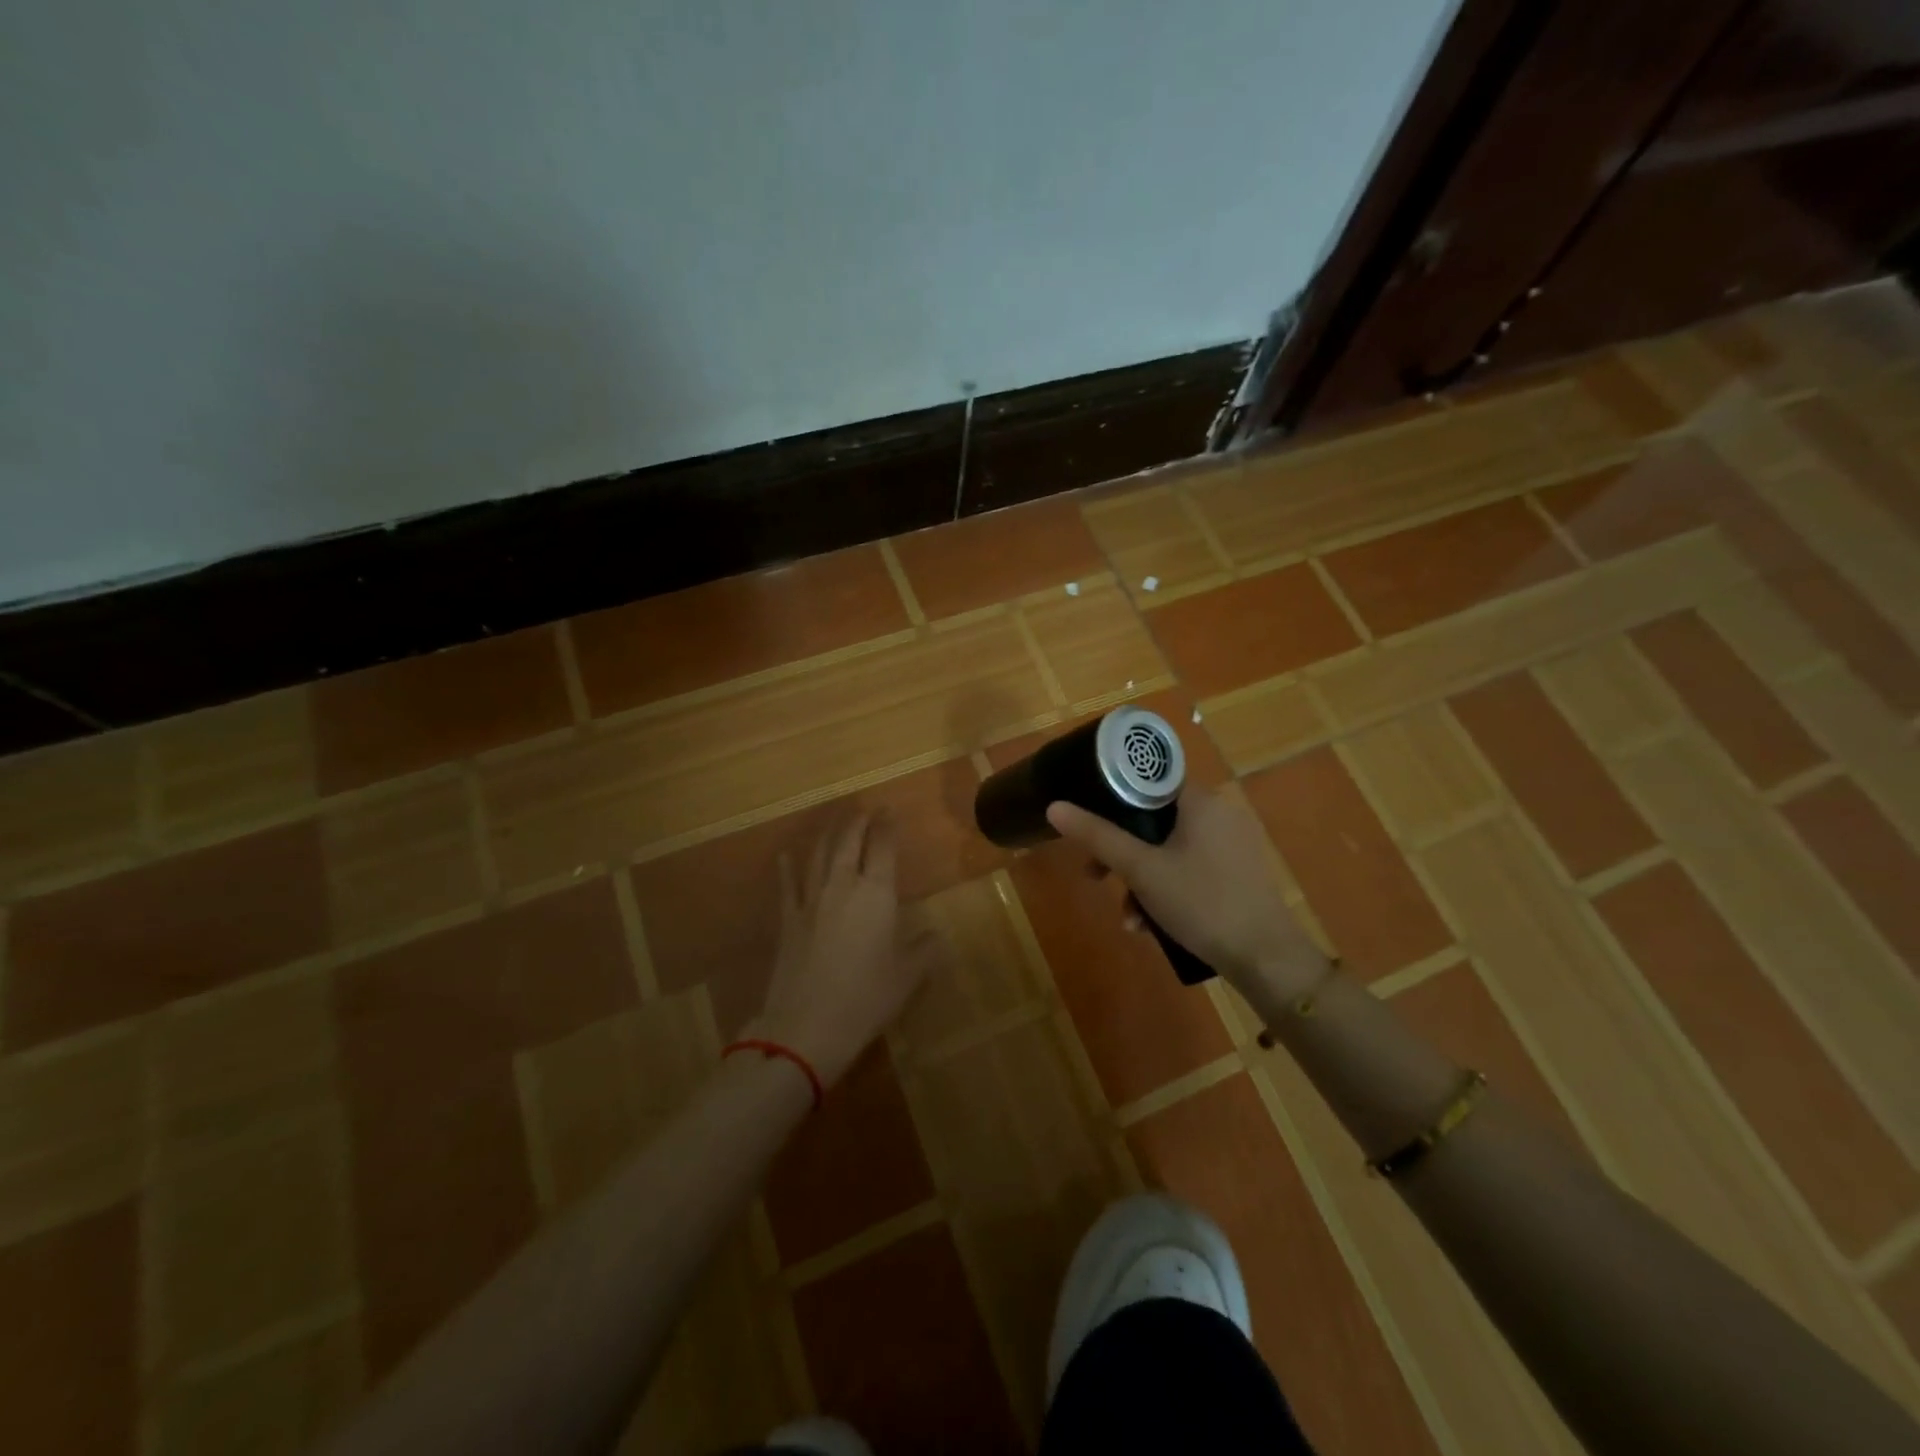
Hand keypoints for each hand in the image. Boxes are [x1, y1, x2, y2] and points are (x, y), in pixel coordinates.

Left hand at [744, 814, 936, 1086]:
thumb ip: (925, 950)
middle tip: (866, 809)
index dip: (887, 826)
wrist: (806, 1025)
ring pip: (820, 855)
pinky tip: (786, 855)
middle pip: (849, 842)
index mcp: (876, 894)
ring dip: (829, 835)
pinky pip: (787, 885)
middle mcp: (842, 886)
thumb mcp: (908, 977)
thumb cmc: (866, 998)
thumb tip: (937, 935)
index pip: (883, 848)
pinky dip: (788, 867)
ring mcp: (810, 901)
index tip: (890, 809)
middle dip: (859, 821)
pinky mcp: (788, 920)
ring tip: (836, 821)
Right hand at [1045, 788, 1327, 1008]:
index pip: (1148, 779)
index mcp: (1200, 800)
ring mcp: (1231, 843)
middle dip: (1121, 854)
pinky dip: (1166, 889)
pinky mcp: (1236, 871)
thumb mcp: (1140, 870)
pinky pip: (1188, 867)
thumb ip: (1097, 836)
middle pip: (1153, 819)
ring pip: (1168, 849)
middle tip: (1096, 877)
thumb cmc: (1201, 902)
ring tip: (1130, 919)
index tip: (1089, 822)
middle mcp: (1219, 813)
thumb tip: (1054, 806)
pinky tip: (1152, 925)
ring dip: (1140, 880)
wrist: (1266, 958)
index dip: (1113, 797)